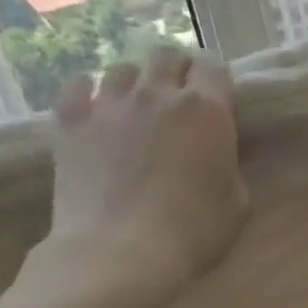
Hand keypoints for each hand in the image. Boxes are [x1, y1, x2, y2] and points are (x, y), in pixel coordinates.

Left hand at [40, 47, 249, 301]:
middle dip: (177, 71)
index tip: (217, 102)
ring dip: (135, 83)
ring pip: (123, 69)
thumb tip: (216, 154)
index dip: (216, 81)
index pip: (214, 67)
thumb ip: (228, 166)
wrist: (121, 252)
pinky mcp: (70, 121)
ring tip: (137, 109)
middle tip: (180, 100)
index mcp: (206, 111)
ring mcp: (109, 104)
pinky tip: (94, 110)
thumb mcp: (237, 203)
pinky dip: (88, 92)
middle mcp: (158, 94)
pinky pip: (78, 86)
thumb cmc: (193, 232)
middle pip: (167, 56)